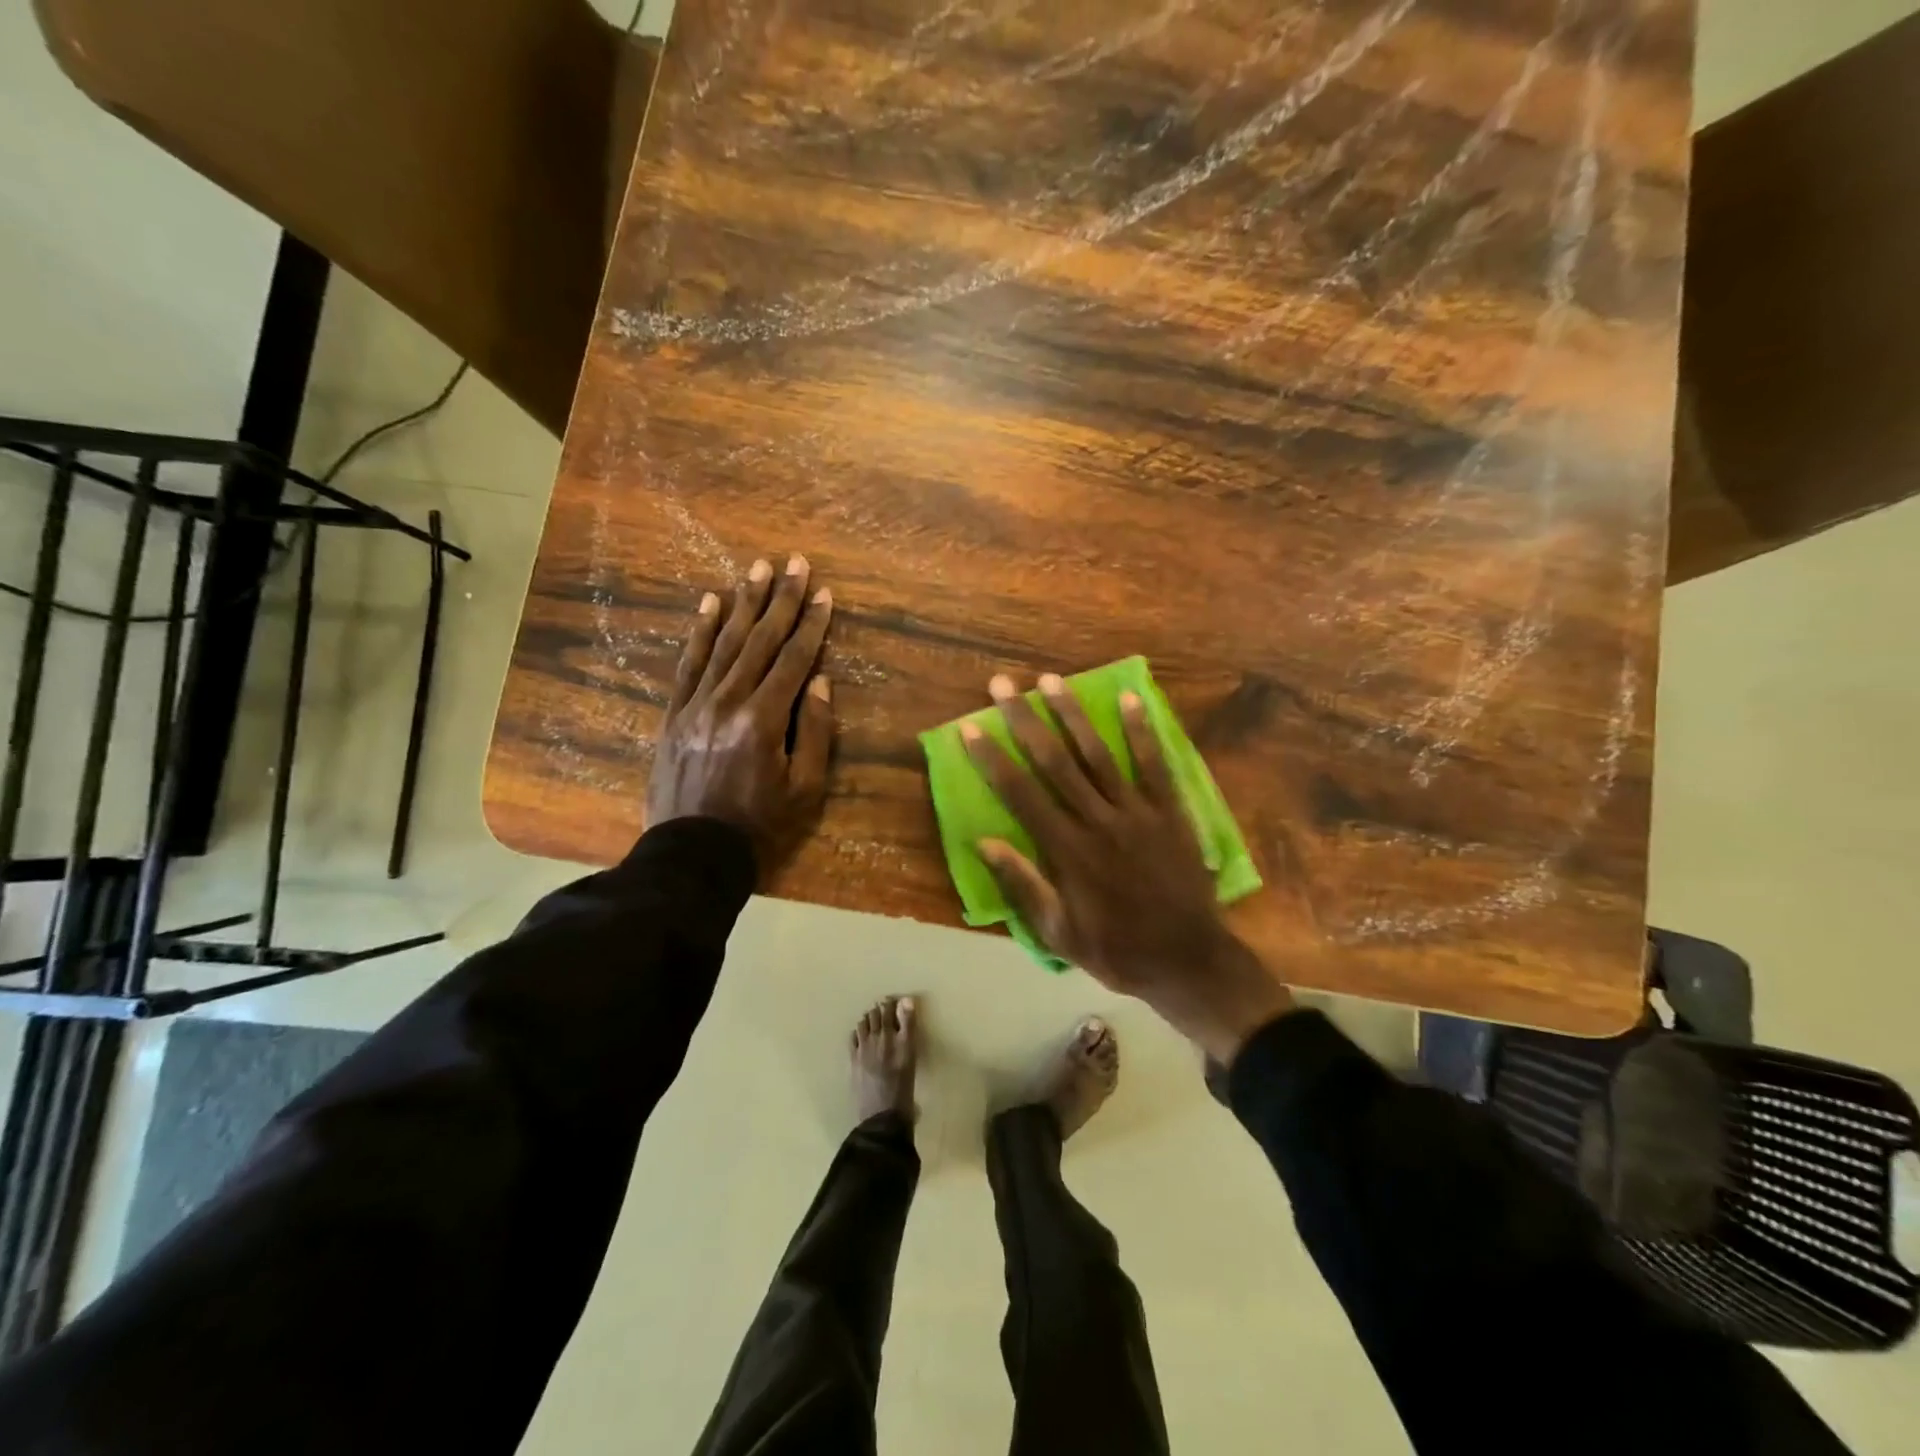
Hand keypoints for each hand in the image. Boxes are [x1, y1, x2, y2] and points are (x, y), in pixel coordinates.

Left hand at [646, 555, 834, 880]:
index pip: (794, 660)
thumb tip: (819, 682)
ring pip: (724, 643)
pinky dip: (700, 632)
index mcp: (763, 721)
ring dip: (743, 604)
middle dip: (780, 599)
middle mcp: (728, 702)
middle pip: (759, 640)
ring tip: (756, 569)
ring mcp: (696, 705)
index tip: (823, 592)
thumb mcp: (805, 789)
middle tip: (793, 561)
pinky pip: (689, 664)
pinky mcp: (674, 714)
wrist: (692, 855)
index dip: (811, 624)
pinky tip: (710, 604)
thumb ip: (814, 732)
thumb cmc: (760, 826)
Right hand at [963, 673, 1292, 1062]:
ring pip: (1098, 754)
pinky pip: (1155, 764)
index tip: (971, 727)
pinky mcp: (1170, 811)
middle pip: (1054, 762)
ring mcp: (1138, 812)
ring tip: (1051, 681)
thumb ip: (1024, 885)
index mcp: (1067, 851)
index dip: (993, 759)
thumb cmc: (1118, 950)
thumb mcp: (1060, 933)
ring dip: (1073, 715)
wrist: (1190, 960)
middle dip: (1025, 720)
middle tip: (1003, 684)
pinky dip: (1142, 731)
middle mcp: (1098, 821)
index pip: (1020, 794)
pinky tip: (1131, 699)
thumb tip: (984, 842)